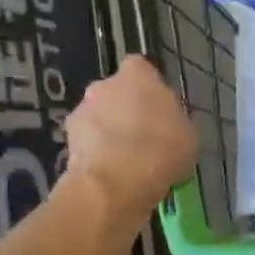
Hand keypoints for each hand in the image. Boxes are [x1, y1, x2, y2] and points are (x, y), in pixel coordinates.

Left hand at [63, 56, 198, 220]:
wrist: (116, 184)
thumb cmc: (162, 149)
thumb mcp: (188, 134)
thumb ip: (175, 119)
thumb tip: (167, 122)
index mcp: (137, 74)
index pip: (141, 69)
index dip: (150, 89)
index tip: (160, 109)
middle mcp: (103, 84)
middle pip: (116, 93)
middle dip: (126, 109)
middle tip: (144, 136)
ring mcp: (80, 111)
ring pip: (99, 117)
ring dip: (109, 132)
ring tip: (126, 160)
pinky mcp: (66, 141)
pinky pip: (87, 142)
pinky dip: (96, 153)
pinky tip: (111, 173)